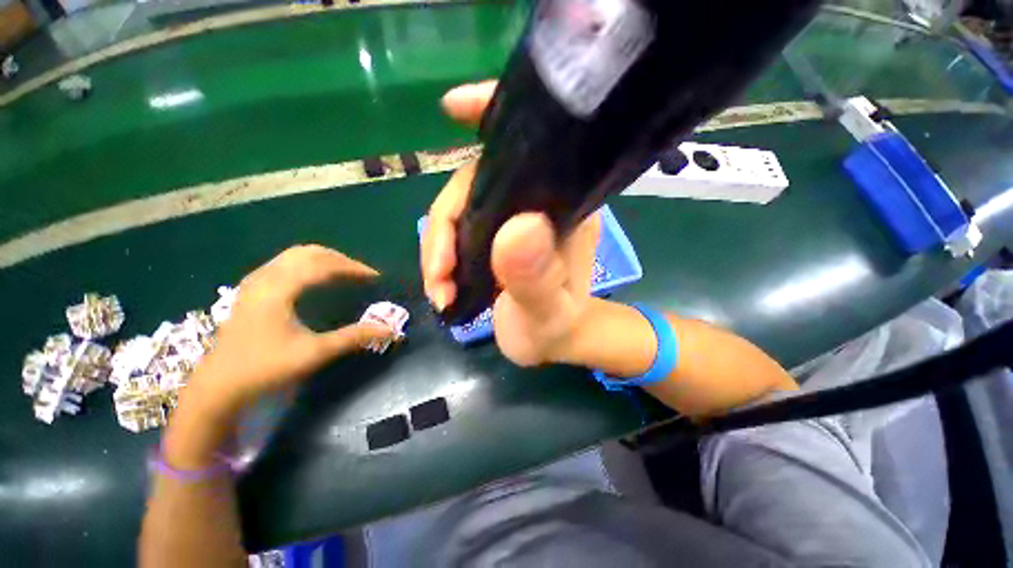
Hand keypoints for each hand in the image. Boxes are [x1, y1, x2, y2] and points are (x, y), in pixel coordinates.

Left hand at [186, 245, 392, 414]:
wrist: (218, 386)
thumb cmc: (265, 368)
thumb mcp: (314, 353)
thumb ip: (353, 337)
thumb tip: (387, 328)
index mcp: (279, 289)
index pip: (322, 265)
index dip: (352, 267)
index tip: (374, 277)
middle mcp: (265, 278)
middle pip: (308, 253)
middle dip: (339, 259)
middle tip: (361, 274)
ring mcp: (254, 282)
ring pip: (293, 256)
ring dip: (323, 259)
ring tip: (344, 273)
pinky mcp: (250, 291)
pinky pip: (283, 264)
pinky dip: (306, 265)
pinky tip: (315, 279)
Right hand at [421, 81, 600, 366]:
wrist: (553, 344)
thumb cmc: (557, 329)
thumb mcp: (547, 312)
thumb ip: (535, 276)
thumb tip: (517, 227)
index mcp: (562, 209)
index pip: (528, 151)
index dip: (492, 118)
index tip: (452, 106)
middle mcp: (537, 205)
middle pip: (474, 187)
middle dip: (443, 229)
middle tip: (438, 276)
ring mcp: (512, 220)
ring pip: (460, 212)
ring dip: (438, 251)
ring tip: (440, 292)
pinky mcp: (495, 238)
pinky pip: (457, 232)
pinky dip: (441, 259)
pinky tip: (441, 287)